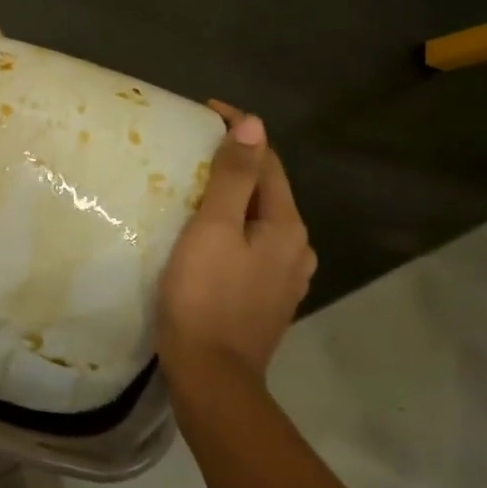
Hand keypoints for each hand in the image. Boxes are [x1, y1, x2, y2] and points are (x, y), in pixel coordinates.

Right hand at [157, 101, 316, 386]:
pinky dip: (232, 225)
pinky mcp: (265, 297)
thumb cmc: (205, 295)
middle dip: (235, 161)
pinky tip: (206, 233)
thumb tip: (253, 125)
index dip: (239, 131)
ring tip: (194, 186)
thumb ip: (234, 177)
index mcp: (286, 226)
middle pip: (267, 188)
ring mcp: (284, 276)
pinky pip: (251, 244)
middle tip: (191, 147)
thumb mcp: (213, 228)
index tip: (202, 112)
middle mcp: (296, 248)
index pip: (268, 160)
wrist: (211, 375)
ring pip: (259, 218)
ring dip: (232, 194)